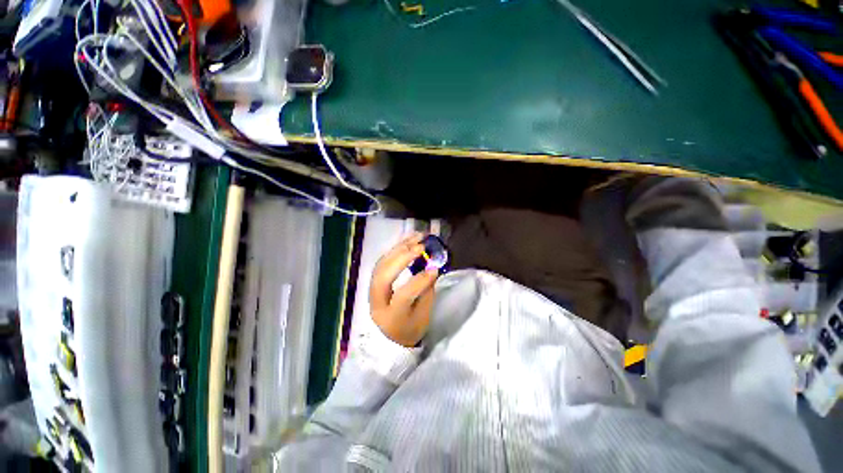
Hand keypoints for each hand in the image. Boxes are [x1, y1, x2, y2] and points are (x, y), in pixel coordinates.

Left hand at [370, 233, 438, 346]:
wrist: (391, 336)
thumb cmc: (411, 328)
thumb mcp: (423, 316)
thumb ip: (426, 291)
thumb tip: (431, 267)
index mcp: (391, 317)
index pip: (403, 296)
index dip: (419, 281)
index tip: (434, 268)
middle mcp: (377, 303)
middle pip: (384, 276)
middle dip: (402, 258)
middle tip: (421, 246)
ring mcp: (372, 291)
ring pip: (381, 265)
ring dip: (399, 248)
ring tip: (416, 237)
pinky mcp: (373, 282)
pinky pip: (381, 262)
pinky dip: (394, 249)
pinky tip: (406, 241)